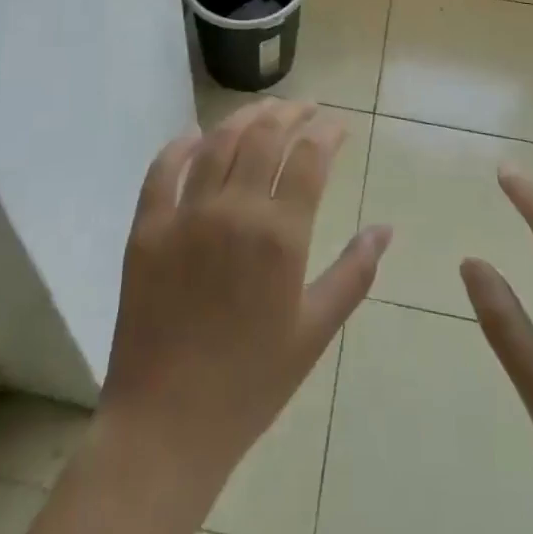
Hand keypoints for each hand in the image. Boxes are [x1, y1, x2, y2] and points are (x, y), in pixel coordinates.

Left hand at [99, 98, 392, 491]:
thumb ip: (353, 273)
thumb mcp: (314, 332)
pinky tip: (195, 136)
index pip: (309, 157)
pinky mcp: (146, 226)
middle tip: (305, 107)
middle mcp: (234, 210)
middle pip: (265, 136)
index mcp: (280, 236)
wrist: (166, 425)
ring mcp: (185, 214)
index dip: (327, 132)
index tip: (338, 125)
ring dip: (244, 117)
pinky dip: (181, 145)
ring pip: (218, 142)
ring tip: (263, 110)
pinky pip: (162, 169)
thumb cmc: (251, 383)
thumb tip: (385, 228)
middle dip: (291, 113)